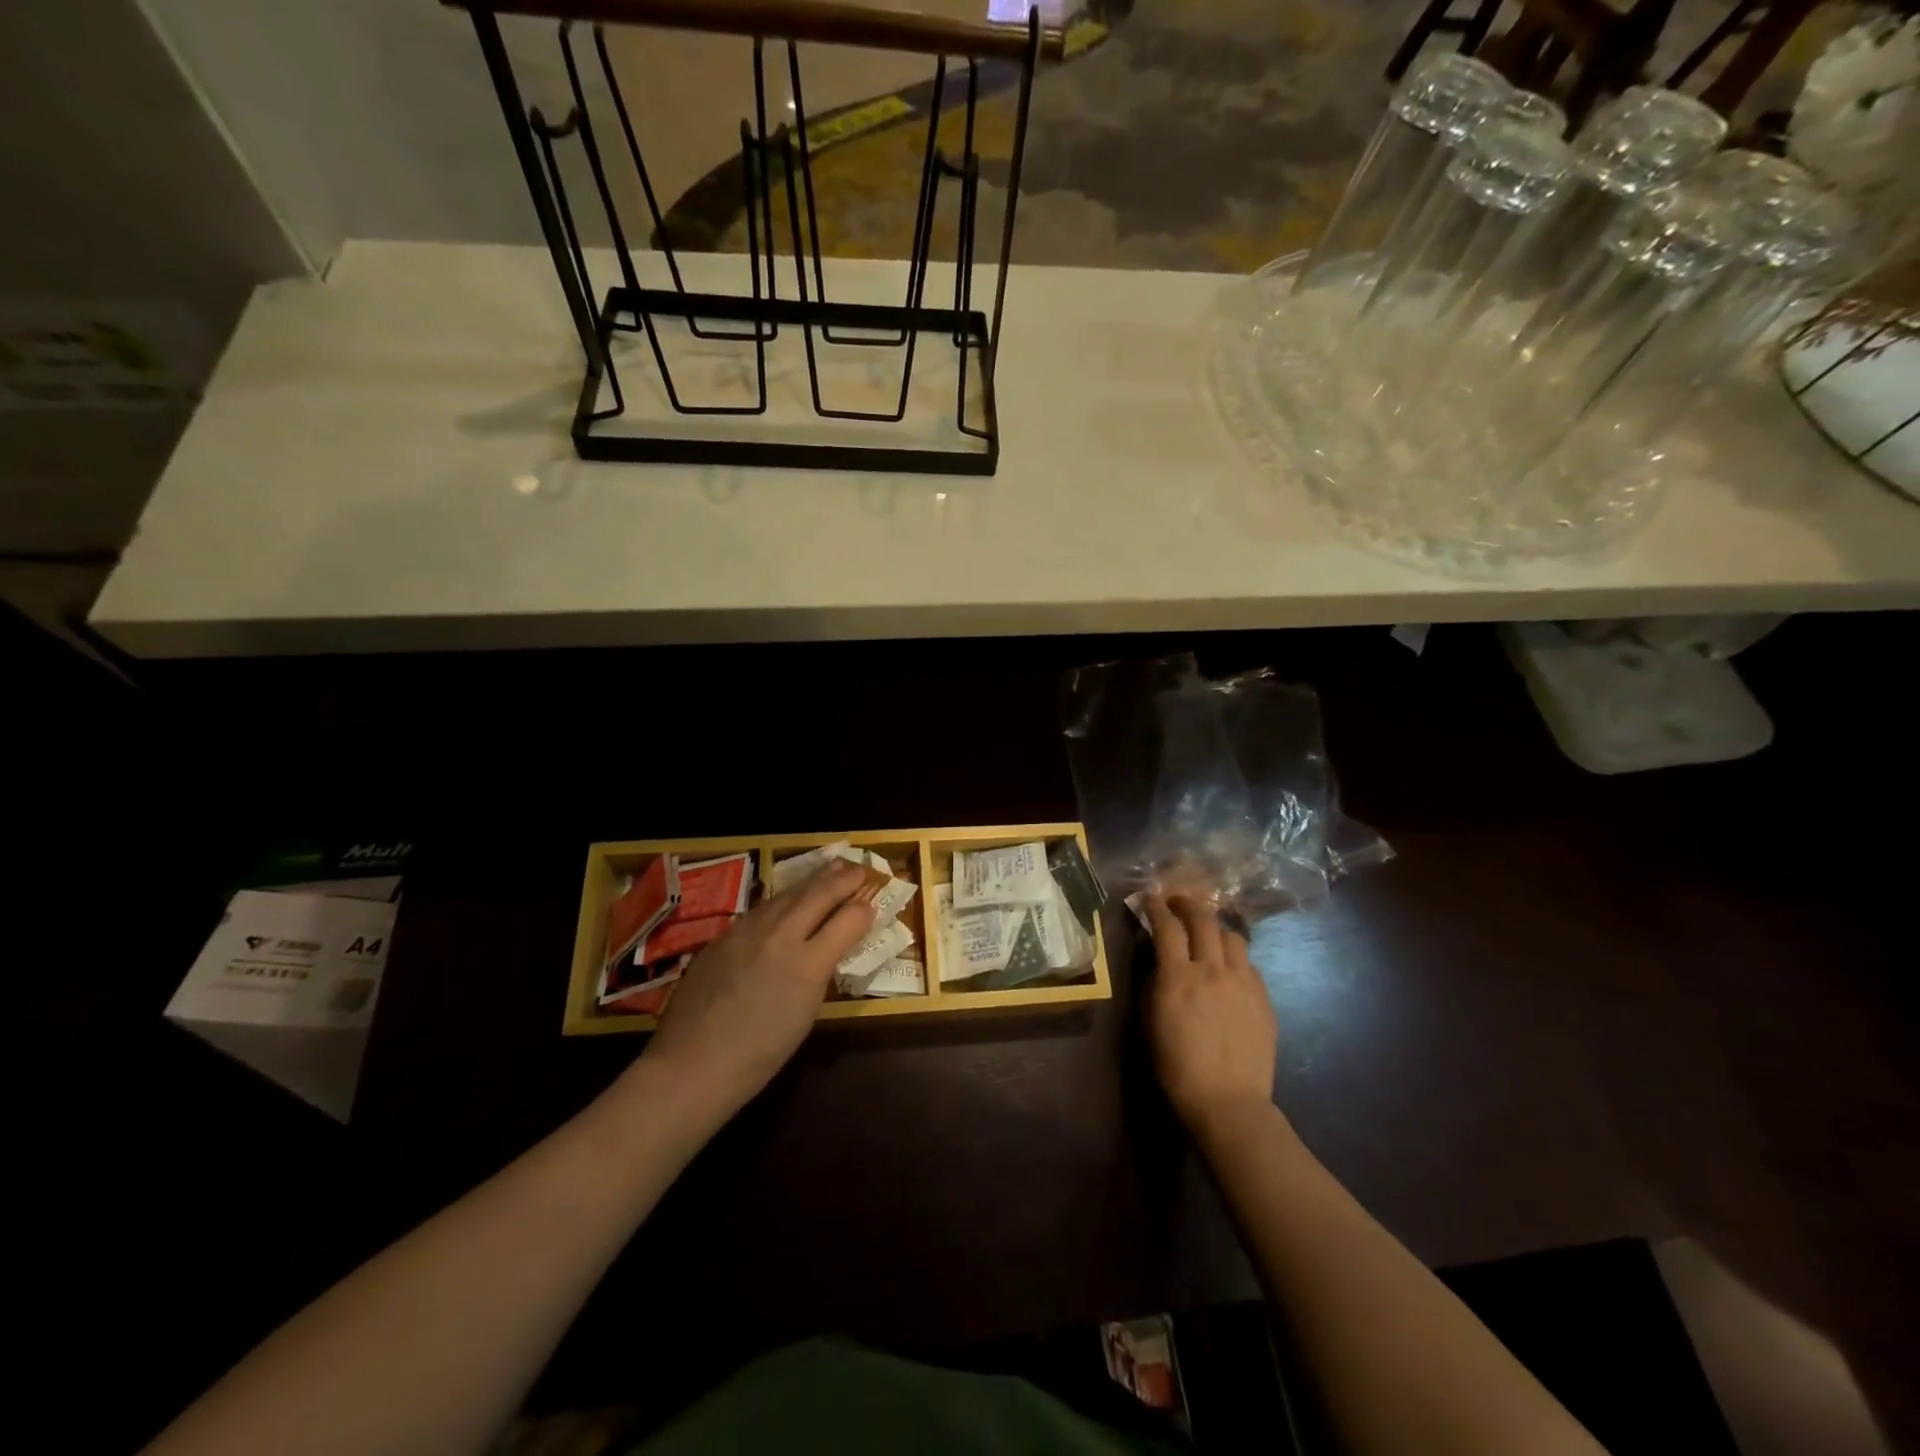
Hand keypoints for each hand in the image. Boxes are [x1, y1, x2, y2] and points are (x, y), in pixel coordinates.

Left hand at [639, 861, 875, 1124]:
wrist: (692, 1065)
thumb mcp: (805, 1014)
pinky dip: (783, 900)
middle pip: (818, 895)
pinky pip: (762, 908)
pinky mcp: (724, 934)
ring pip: (788, 895)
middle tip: (860, 869)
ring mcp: (748, 930)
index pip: (848, 921)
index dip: (863, 910)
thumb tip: (828, 949)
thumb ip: (820, 972)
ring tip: (831, 870)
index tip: (873, 903)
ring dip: (813, 882)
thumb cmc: (759, 1056)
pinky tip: (788, 900)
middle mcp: (780, 935)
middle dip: (843, 879)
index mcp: (808, 964)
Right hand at [1144, 894, 1277, 1132]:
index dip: (1156, 906)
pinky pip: (1248, 963)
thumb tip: (1160, 959)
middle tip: (1178, 903)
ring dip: (1215, 928)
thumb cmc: (1177, 1066)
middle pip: (1203, 919)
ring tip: (1207, 934)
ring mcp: (1243, 982)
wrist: (1228, 1101)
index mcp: (1178, 976)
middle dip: (1188, 904)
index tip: (1149, 897)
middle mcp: (1212, 969)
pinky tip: (1228, 968)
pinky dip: (1234, 956)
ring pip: (1232, 936)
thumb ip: (1154, 982)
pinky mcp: (1263, 998)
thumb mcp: (1151, 1020)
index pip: (1167, 926)